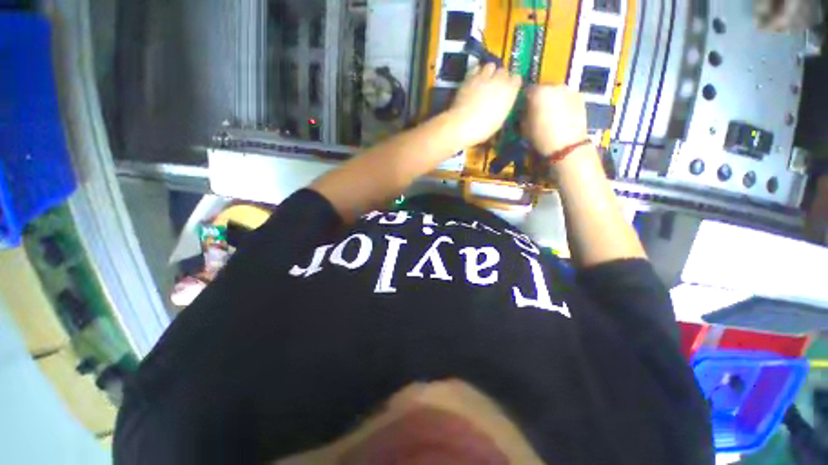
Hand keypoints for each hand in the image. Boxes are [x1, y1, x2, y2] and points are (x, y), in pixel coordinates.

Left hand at [446, 63, 521, 146]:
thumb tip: (502, 102)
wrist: (462, 125)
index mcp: (509, 91)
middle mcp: (499, 80)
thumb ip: (503, 106)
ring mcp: (484, 77)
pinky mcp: (470, 77)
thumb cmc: (483, 128)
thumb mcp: (499, 120)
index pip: (517, 79)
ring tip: (485, 80)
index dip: (512, 84)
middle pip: (503, 71)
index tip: (508, 90)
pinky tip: (475, 79)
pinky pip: (476, 68)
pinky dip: (477, 72)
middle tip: (495, 87)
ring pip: (490, 66)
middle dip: (500, 78)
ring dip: (489, 71)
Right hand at [524, 85, 587, 155]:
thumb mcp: (524, 127)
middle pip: (543, 89)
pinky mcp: (580, 96)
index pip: (527, 90)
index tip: (523, 108)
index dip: (524, 100)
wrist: (567, 145)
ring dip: (552, 100)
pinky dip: (563, 103)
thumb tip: (524, 111)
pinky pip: (567, 97)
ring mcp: (569, 90)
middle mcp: (554, 86)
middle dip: (540, 98)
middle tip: (537, 111)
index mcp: (538, 92)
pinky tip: (561, 115)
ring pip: (556, 92)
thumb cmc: (540, 137)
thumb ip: (523, 115)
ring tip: (551, 114)